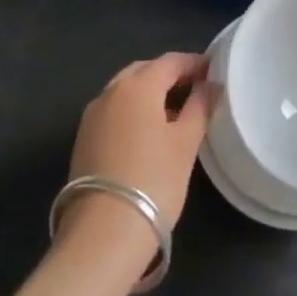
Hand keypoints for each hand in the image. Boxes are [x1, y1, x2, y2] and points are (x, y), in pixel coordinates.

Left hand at [66, 52, 213, 236]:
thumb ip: (200, 107)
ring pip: (125, 90)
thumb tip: (210, 85)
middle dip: (169, 75)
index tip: (213, 71)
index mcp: (138, 85)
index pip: (170, 61)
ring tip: (174, 111)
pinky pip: (113, 110)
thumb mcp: (186, 143)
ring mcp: (92, 115)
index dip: (193, 63)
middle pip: (144, 71)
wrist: (102, 234)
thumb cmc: (154, 181)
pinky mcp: (83, 139)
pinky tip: (148, 131)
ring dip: (149, 92)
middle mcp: (110, 91)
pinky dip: (132, 110)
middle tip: (194, 88)